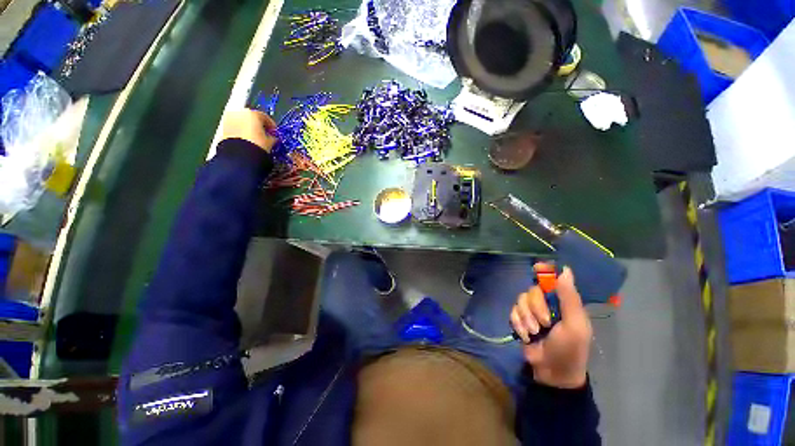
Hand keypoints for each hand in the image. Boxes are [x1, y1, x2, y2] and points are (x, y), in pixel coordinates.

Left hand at [221, 109, 277, 151]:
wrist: (239, 156)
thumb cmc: (257, 146)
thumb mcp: (270, 142)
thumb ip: (272, 137)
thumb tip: (273, 138)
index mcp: (253, 114)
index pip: (265, 117)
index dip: (271, 125)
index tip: (273, 132)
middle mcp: (239, 113)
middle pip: (251, 117)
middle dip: (257, 125)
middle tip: (264, 135)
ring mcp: (229, 119)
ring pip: (242, 122)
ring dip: (248, 128)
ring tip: (254, 139)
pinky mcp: (223, 128)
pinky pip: (235, 128)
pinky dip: (240, 132)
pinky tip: (246, 141)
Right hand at [510, 264, 591, 388]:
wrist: (552, 373)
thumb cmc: (570, 349)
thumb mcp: (574, 325)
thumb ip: (569, 298)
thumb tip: (565, 270)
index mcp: (563, 302)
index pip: (553, 279)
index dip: (544, 271)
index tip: (536, 268)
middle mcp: (547, 303)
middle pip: (533, 290)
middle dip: (536, 307)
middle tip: (544, 323)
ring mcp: (532, 311)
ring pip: (520, 300)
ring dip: (526, 317)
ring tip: (534, 333)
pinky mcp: (520, 319)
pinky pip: (513, 311)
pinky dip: (518, 323)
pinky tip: (525, 335)